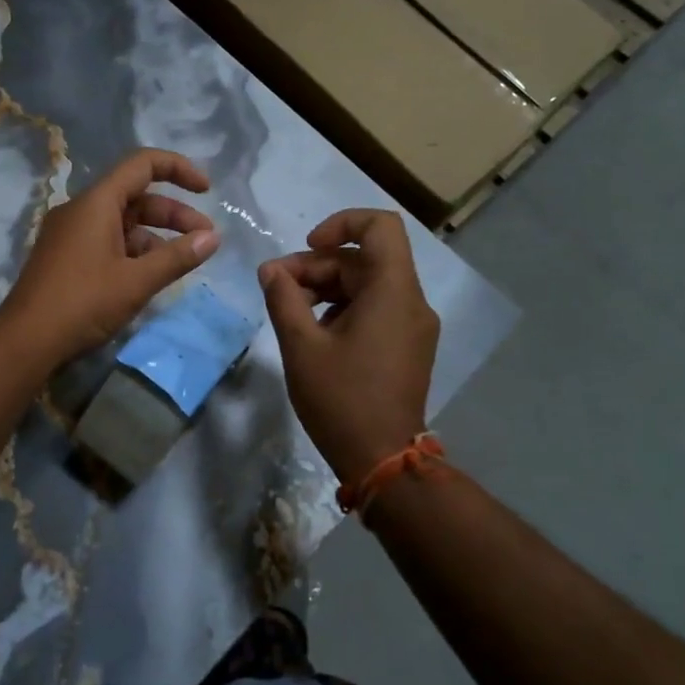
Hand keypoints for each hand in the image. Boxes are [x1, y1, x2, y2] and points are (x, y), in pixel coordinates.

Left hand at [0, 149, 220, 364]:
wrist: (25, 342)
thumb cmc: (83, 303)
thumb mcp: (137, 281)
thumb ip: (177, 257)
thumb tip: (213, 238)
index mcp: (96, 202)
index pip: (142, 164)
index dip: (179, 169)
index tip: (206, 190)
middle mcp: (80, 210)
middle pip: (136, 197)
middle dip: (174, 214)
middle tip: (205, 239)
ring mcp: (69, 234)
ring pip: (122, 223)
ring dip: (155, 237)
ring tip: (182, 263)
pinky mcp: (65, 257)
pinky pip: (106, 242)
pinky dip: (133, 252)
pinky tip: (150, 277)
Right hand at [259, 209, 438, 484]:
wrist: (382, 461)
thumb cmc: (341, 399)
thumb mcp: (301, 346)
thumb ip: (284, 298)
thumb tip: (271, 270)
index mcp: (393, 292)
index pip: (380, 226)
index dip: (341, 223)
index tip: (307, 247)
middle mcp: (412, 301)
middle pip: (364, 259)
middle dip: (316, 266)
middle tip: (275, 288)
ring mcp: (413, 325)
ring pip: (367, 284)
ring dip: (325, 287)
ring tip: (288, 311)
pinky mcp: (408, 345)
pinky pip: (375, 308)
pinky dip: (342, 308)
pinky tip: (313, 332)